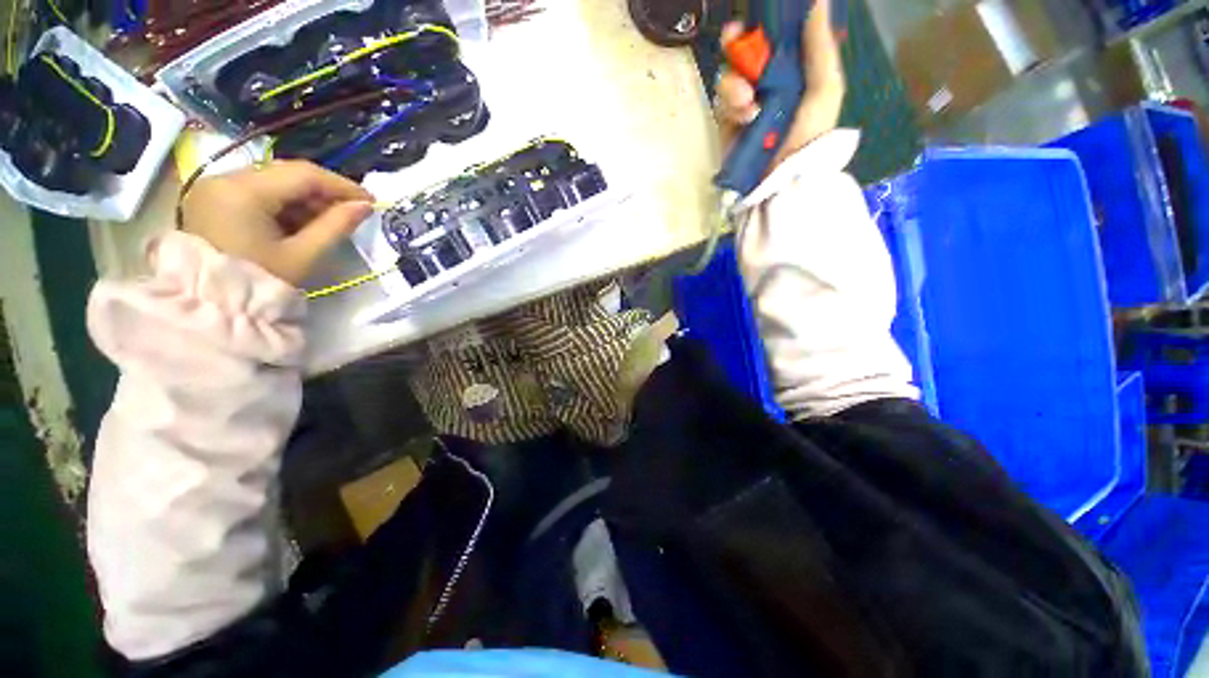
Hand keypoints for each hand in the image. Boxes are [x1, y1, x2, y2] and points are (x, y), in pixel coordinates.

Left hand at [179, 160, 373, 285]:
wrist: (213, 308)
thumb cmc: (262, 282)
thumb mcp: (304, 255)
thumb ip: (336, 226)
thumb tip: (365, 206)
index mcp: (243, 191)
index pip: (303, 174)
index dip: (341, 185)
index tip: (370, 201)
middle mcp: (223, 179)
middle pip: (285, 173)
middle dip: (323, 191)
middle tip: (352, 211)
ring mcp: (213, 189)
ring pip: (272, 181)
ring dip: (304, 198)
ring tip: (329, 220)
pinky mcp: (211, 200)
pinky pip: (256, 191)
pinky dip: (283, 203)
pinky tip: (300, 222)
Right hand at [715, 0, 845, 172]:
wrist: (783, 179)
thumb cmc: (809, 134)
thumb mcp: (825, 89)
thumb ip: (821, 48)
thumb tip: (818, 2)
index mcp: (792, 72)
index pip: (772, 41)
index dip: (761, 28)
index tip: (753, 20)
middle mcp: (766, 84)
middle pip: (743, 54)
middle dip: (736, 45)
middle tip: (732, 39)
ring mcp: (745, 105)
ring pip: (729, 78)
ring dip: (735, 83)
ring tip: (748, 100)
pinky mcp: (728, 125)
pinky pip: (721, 105)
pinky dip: (731, 106)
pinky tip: (745, 116)